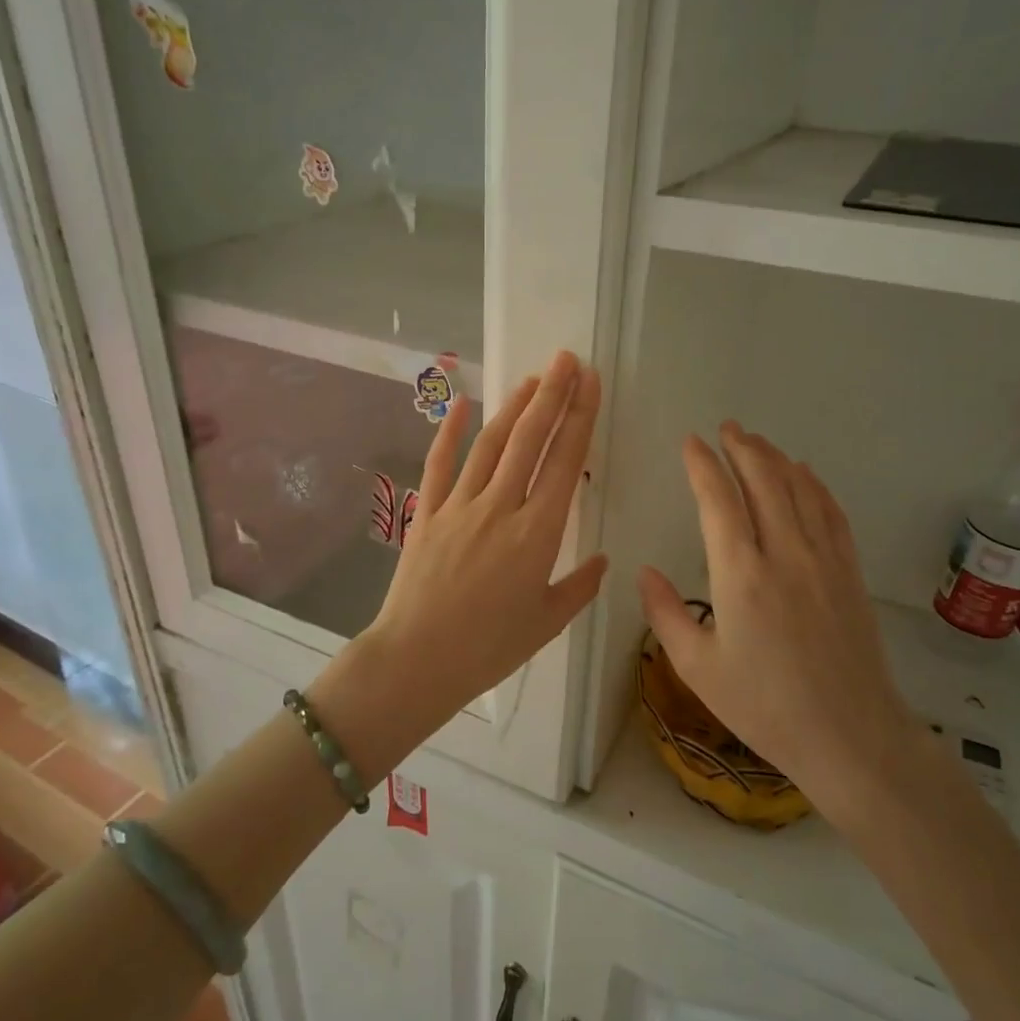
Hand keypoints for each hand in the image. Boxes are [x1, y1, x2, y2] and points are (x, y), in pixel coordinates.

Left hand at [348, 351, 606, 750]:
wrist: (418, 661)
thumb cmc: (489, 648)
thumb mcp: (546, 622)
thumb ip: (579, 587)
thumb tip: (601, 560)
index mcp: (538, 533)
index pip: (565, 461)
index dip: (579, 417)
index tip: (590, 382)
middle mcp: (501, 507)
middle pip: (530, 440)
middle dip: (552, 395)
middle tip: (567, 359)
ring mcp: (460, 506)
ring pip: (491, 444)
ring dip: (514, 407)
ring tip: (533, 379)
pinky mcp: (427, 513)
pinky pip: (440, 464)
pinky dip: (451, 431)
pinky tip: (462, 402)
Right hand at [637, 423, 922, 825]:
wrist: (850, 736)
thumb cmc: (764, 706)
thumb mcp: (698, 669)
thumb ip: (666, 614)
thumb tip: (644, 572)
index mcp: (741, 575)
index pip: (719, 502)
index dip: (703, 466)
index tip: (691, 442)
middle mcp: (784, 554)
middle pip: (764, 482)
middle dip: (742, 449)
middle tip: (726, 428)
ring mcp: (824, 561)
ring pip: (800, 490)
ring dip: (777, 459)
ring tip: (758, 441)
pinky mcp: (850, 573)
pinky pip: (832, 513)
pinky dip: (816, 486)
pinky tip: (806, 475)